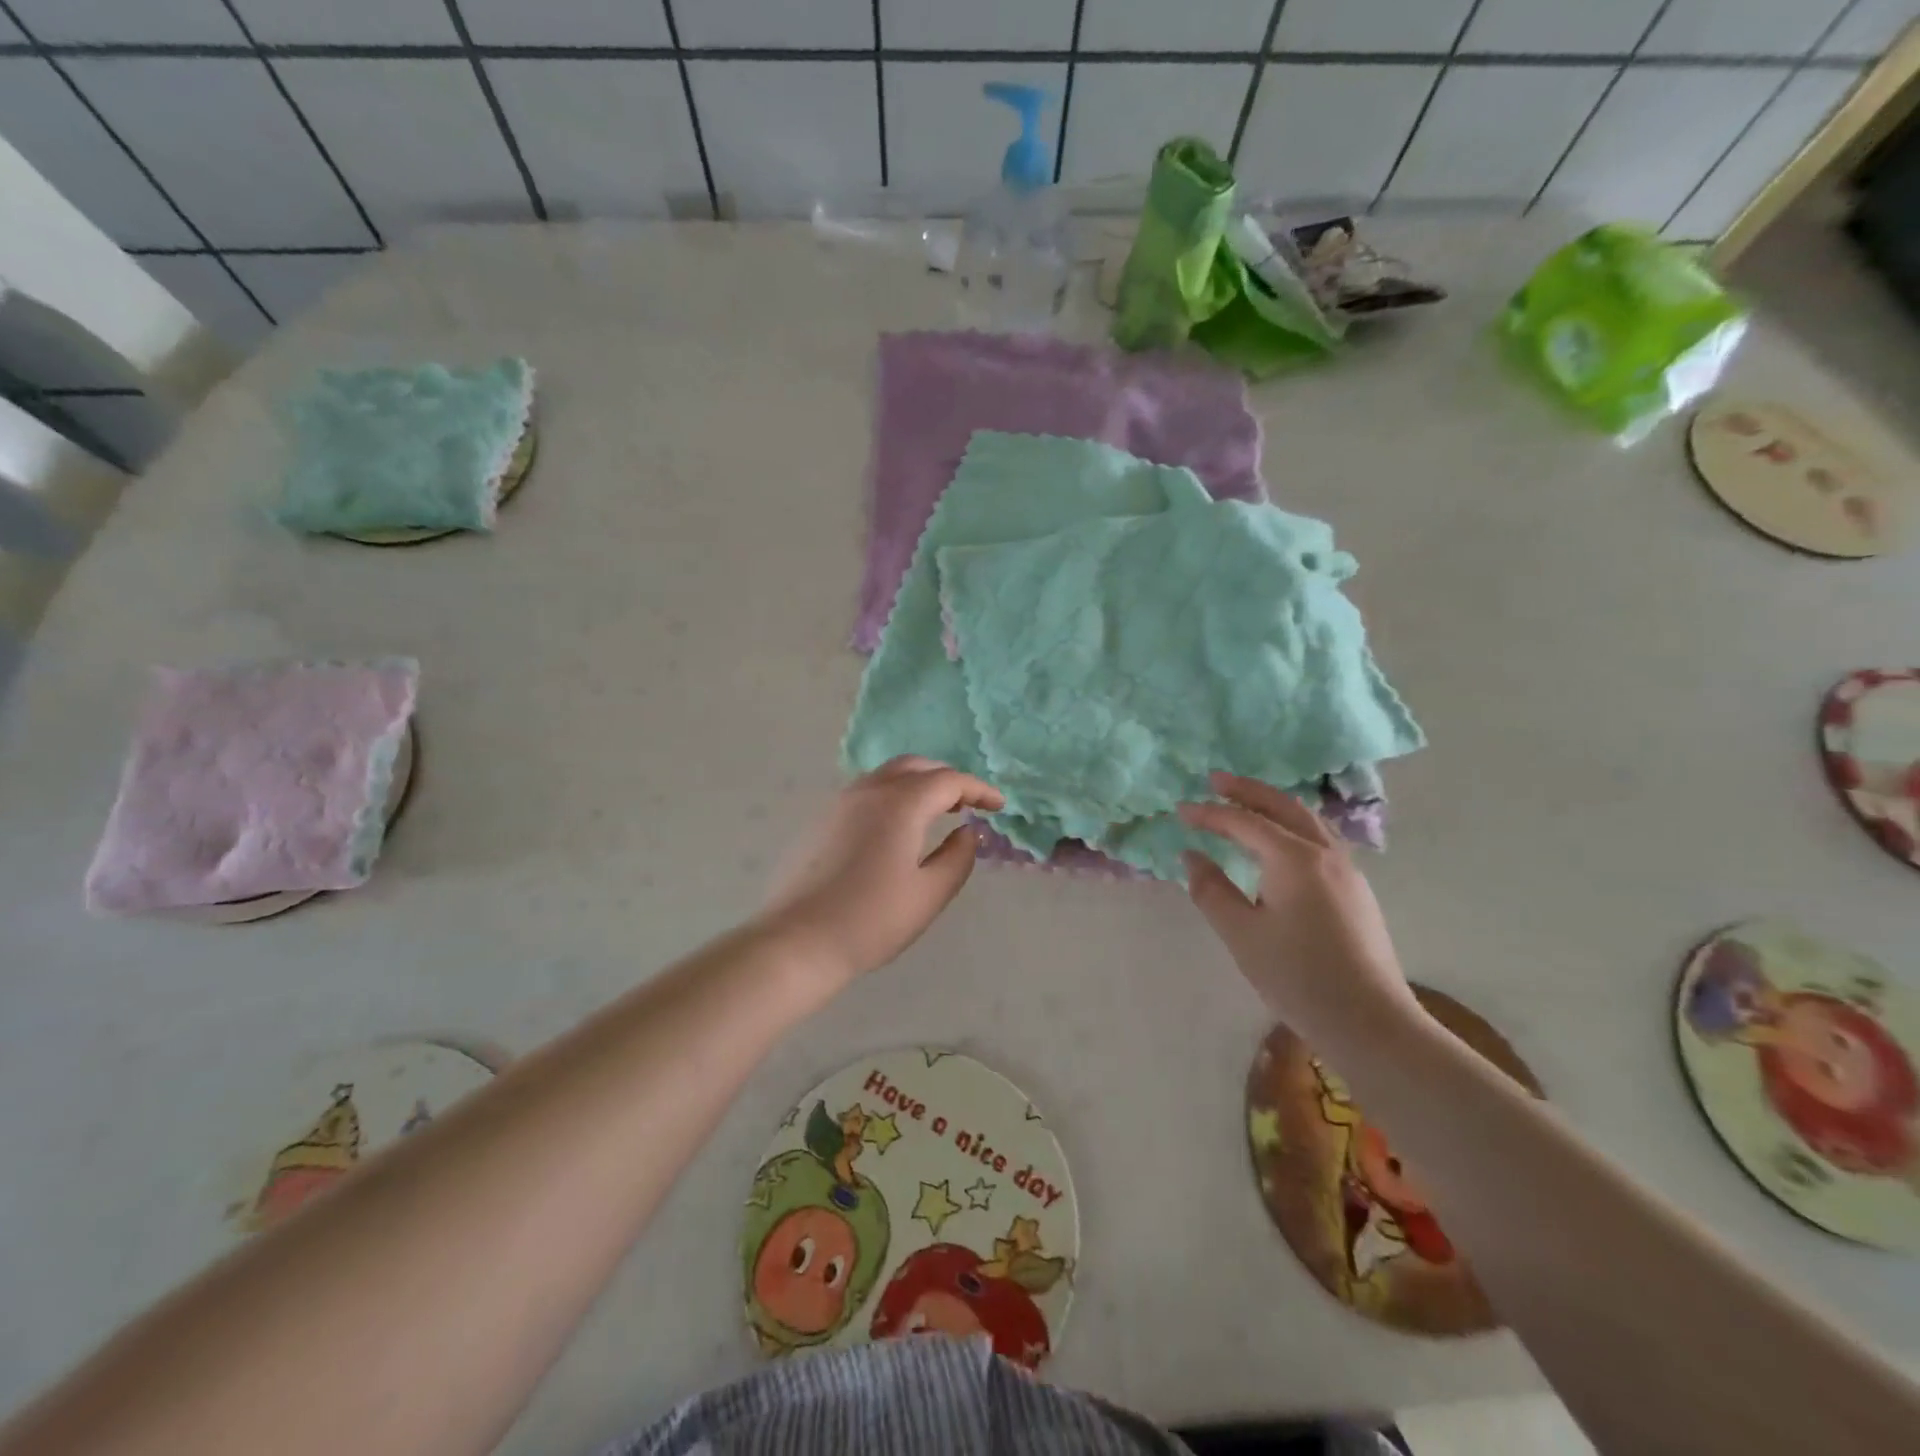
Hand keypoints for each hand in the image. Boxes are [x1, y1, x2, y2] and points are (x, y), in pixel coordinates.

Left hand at [760, 757, 1004, 984]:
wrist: (797, 940)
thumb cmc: (871, 920)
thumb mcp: (929, 894)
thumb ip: (958, 858)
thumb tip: (968, 832)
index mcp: (900, 804)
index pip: (949, 781)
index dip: (979, 790)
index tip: (999, 806)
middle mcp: (869, 790)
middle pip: (916, 766)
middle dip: (947, 778)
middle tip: (969, 803)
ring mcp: (841, 802)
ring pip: (888, 774)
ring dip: (918, 783)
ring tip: (937, 811)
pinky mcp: (822, 819)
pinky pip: (867, 790)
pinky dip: (894, 794)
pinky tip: (898, 826)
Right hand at [1179, 772, 1418, 1041]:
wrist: (1370, 1022)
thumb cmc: (1298, 977)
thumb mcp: (1241, 934)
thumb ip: (1211, 890)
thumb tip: (1191, 856)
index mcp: (1294, 859)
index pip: (1244, 822)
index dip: (1209, 814)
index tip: (1180, 810)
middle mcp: (1324, 853)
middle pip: (1282, 806)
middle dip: (1247, 791)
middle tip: (1215, 781)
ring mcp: (1347, 870)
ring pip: (1307, 820)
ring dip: (1273, 805)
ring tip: (1246, 803)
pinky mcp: (1355, 890)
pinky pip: (1318, 839)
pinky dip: (1291, 825)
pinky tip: (1279, 842)